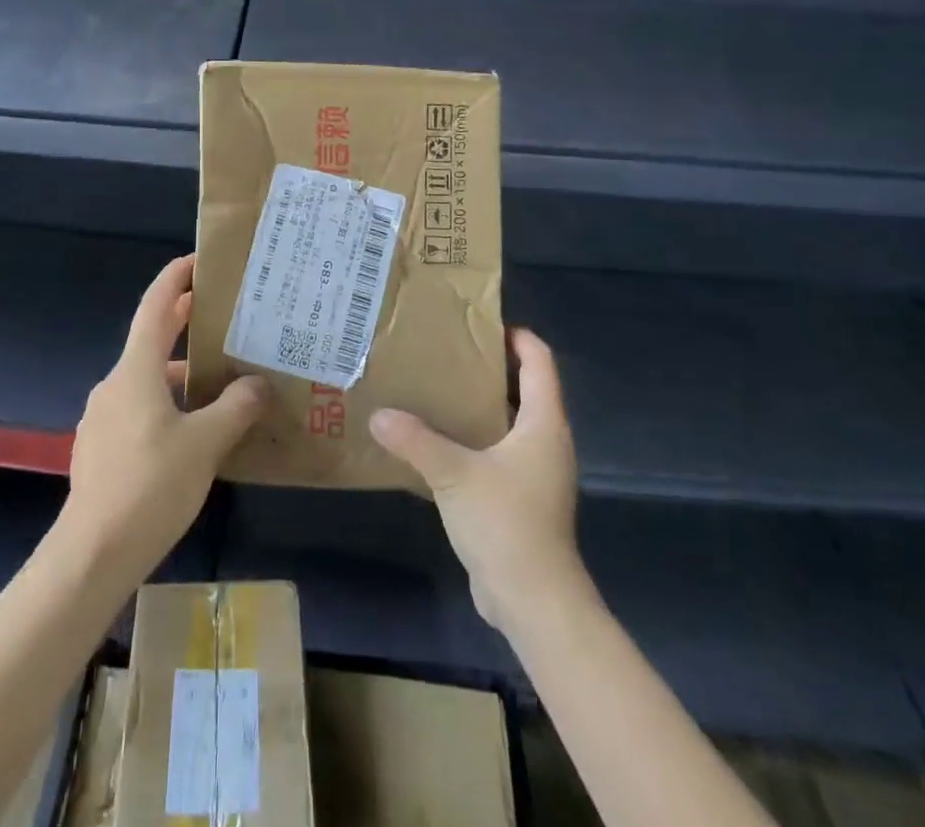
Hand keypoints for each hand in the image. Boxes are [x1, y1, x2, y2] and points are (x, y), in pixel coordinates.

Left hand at [58, 254, 270, 584]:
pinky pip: (140, 408)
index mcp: (136, 370)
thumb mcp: (205, 444)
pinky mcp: (102, 448)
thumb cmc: (150, 486)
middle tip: (222, 312)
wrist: (91, 554)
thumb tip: (259, 384)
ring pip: (148, 379)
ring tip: (220, 381)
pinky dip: (167, 403)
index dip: (175, 279)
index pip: (155, 307)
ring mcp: (104, 417)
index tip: (197, 261)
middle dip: (183, 322)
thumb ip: (236, 408)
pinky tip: (193, 430)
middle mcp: (115, 384)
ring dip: (180, 372)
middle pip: (152, 339)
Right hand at [370, 328, 584, 637]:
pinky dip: (476, 437)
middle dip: (490, 366)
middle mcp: (546, 440)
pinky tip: (440, 440)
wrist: (533, 600)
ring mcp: (536, 471)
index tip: (477, 324)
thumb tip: (378, 415)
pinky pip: (499, 451)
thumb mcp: (454, 474)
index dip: (516, 336)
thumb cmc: (505, 522)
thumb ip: (415, 439)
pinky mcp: (521, 497)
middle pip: (526, 386)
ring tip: (437, 388)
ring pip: (511, 420)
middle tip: (446, 351)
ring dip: (480, 403)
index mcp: (543, 423)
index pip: (540, 360)